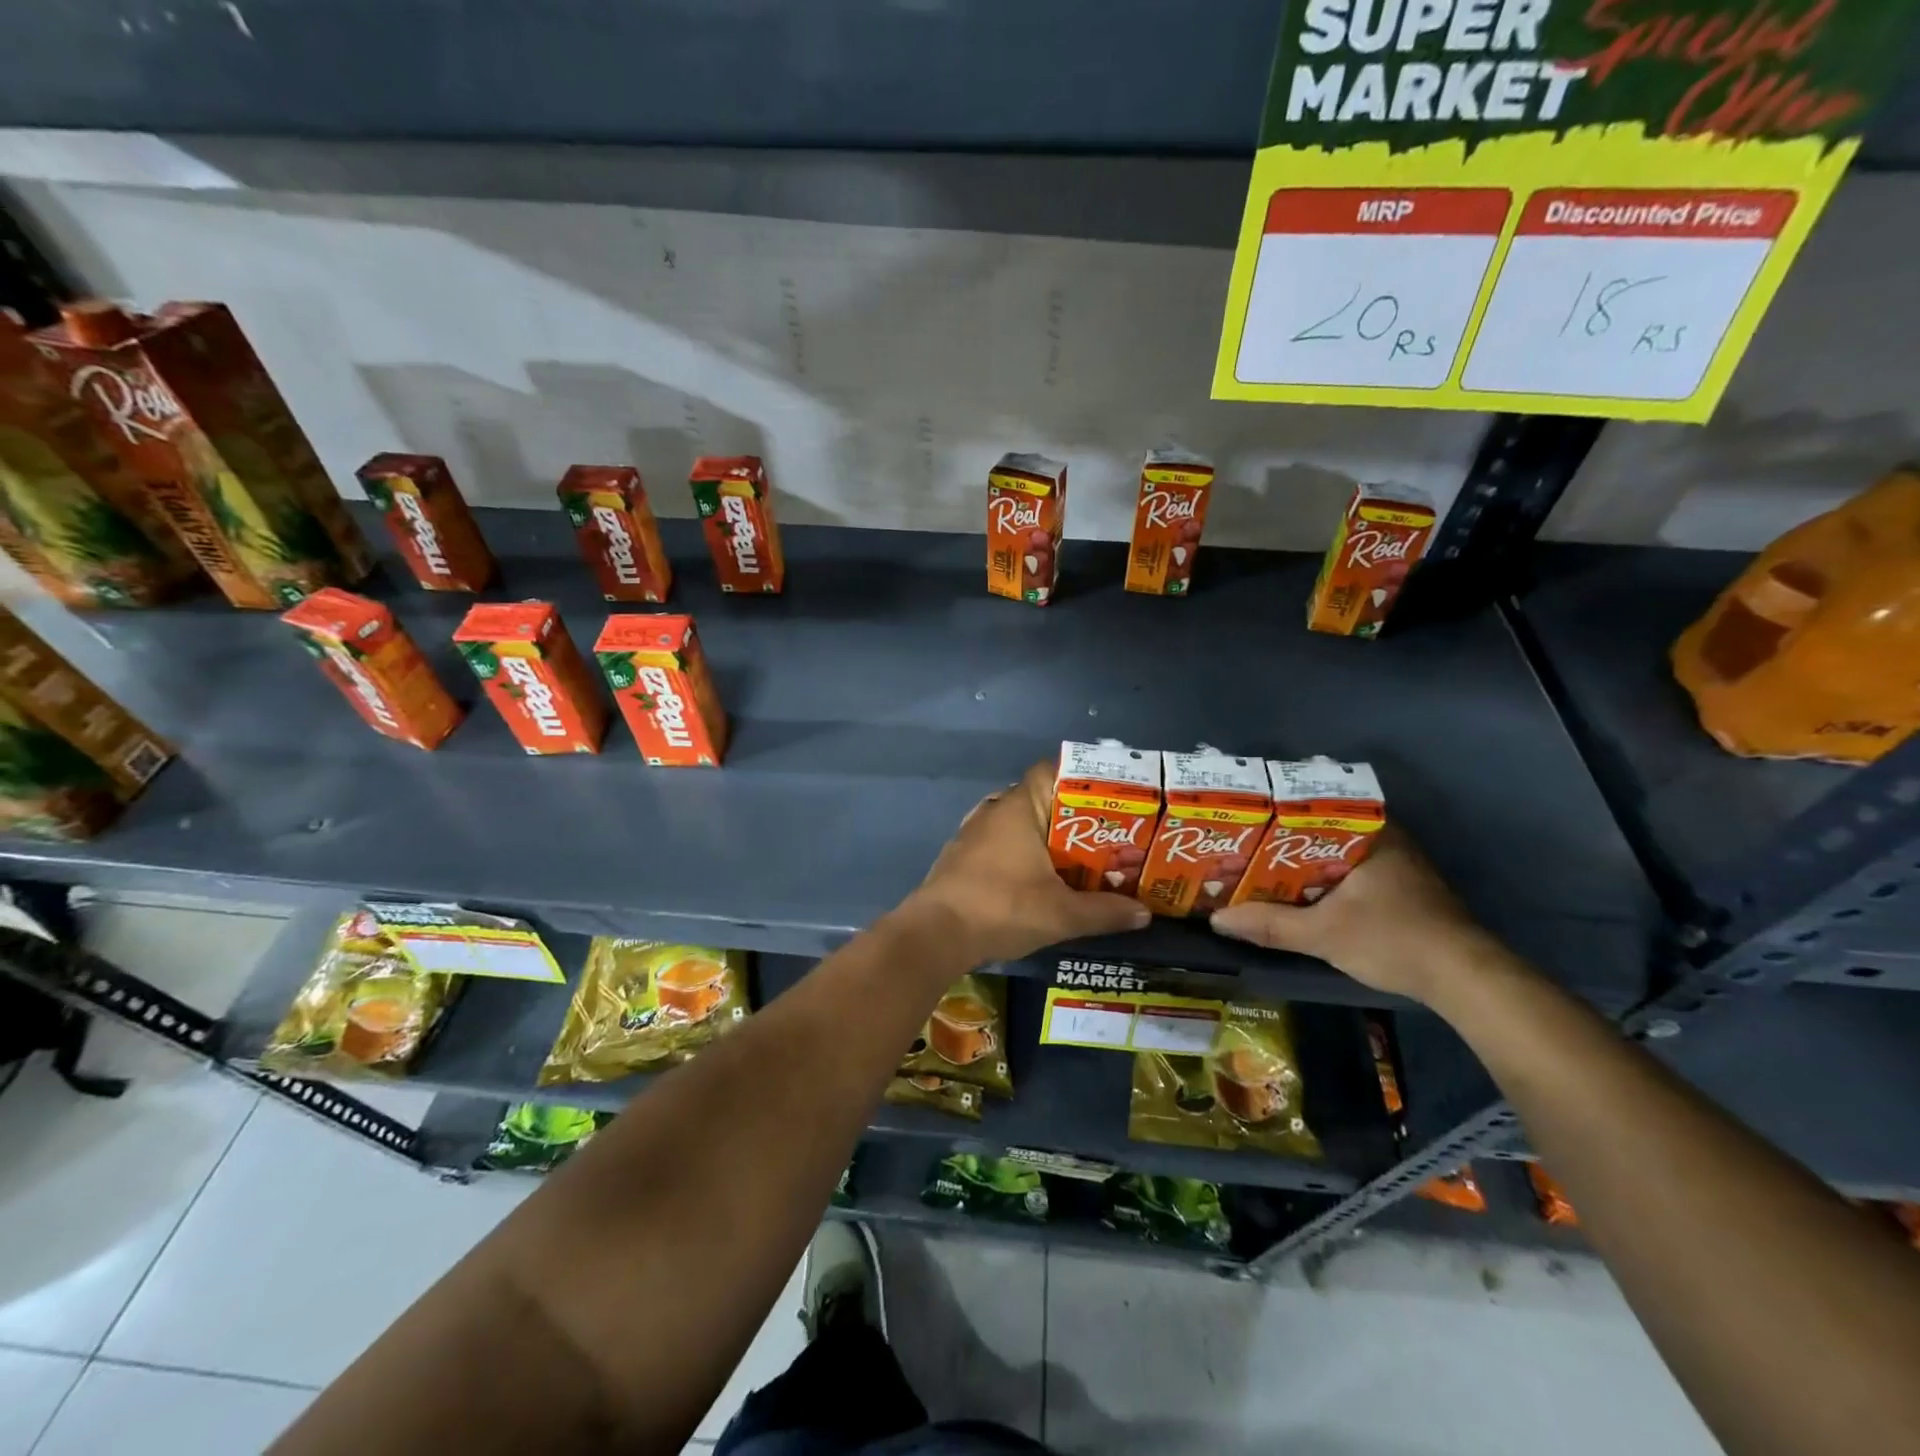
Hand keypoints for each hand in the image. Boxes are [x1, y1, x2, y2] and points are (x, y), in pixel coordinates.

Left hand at [904, 761, 1150, 965]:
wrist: (935, 934)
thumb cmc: (1003, 908)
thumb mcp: (1062, 914)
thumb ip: (1105, 911)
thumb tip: (1145, 914)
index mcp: (1019, 807)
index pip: (1051, 772)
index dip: (1080, 780)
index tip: (1108, 799)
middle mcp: (994, 811)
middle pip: (1039, 800)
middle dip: (1070, 817)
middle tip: (1103, 837)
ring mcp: (972, 833)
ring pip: (1017, 824)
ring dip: (1043, 838)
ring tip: (1075, 859)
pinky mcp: (960, 856)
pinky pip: (999, 844)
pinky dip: (1019, 854)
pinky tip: (1035, 878)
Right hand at [1207, 825, 1502, 1004]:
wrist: (1465, 980)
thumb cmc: (1393, 939)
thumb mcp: (1323, 934)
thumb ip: (1270, 925)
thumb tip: (1217, 919)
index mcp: (1371, 833)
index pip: (1315, 806)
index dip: (1276, 812)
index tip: (1245, 819)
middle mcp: (1386, 839)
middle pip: (1322, 831)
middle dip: (1284, 841)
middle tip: (1243, 846)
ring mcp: (1398, 865)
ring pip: (1337, 854)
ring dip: (1304, 863)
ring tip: (1260, 868)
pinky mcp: (1403, 890)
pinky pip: (1351, 872)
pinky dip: (1325, 880)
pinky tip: (1300, 893)